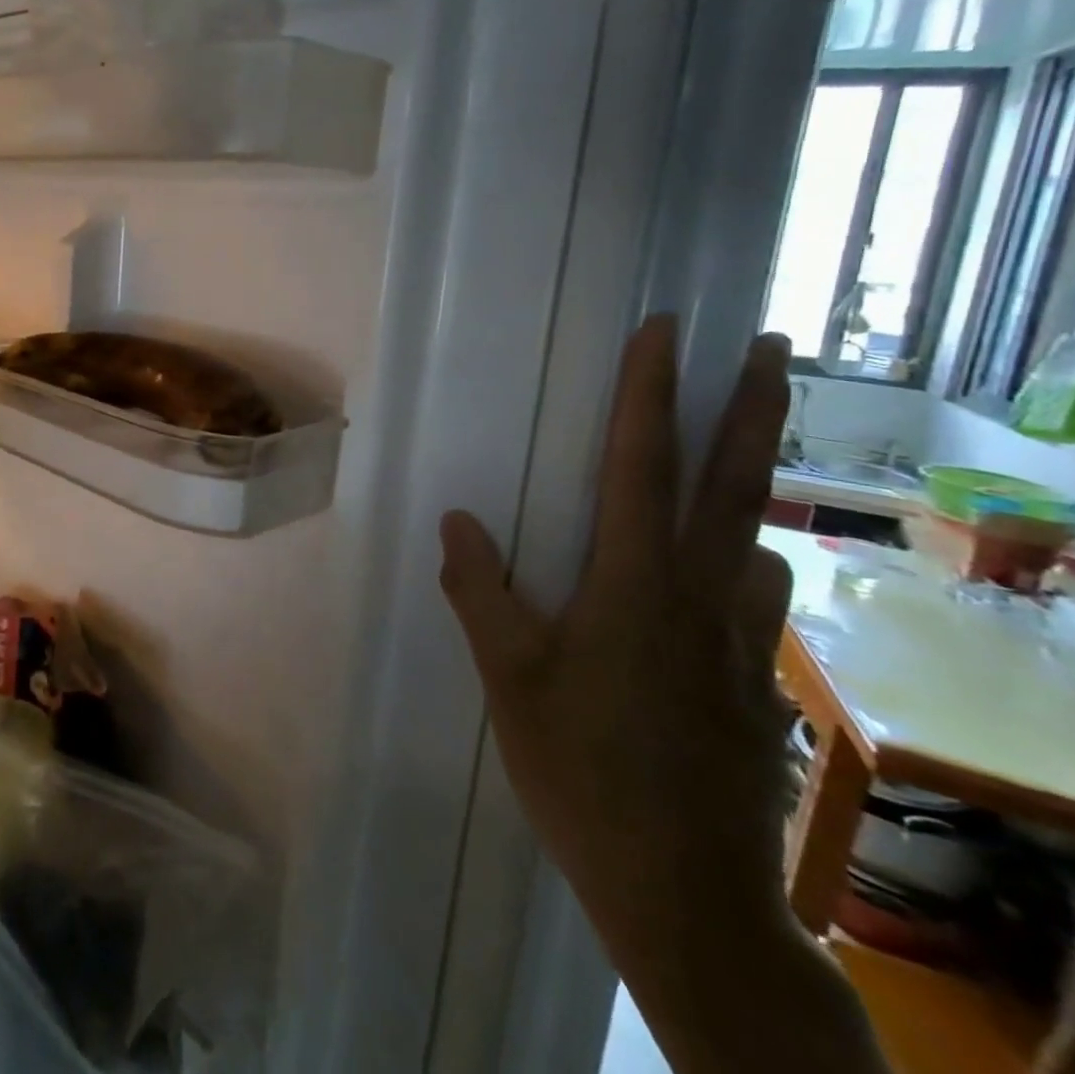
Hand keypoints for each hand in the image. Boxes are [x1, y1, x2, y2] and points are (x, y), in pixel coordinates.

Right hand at [439, 317, 797, 964]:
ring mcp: (741, 640)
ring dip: (751, 483)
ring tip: (733, 455)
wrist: (686, 891)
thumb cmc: (582, 771)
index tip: (662, 332)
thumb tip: (457, 519)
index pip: (642, 467)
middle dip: (750, 406)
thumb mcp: (507, 679)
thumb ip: (480, 592)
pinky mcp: (755, 680)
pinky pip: (752, 596)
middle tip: (767, 345)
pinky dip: (742, 561)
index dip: (649, 394)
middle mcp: (702, 596)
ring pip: (754, 538)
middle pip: (733, 483)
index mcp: (635, 586)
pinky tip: (720, 577)